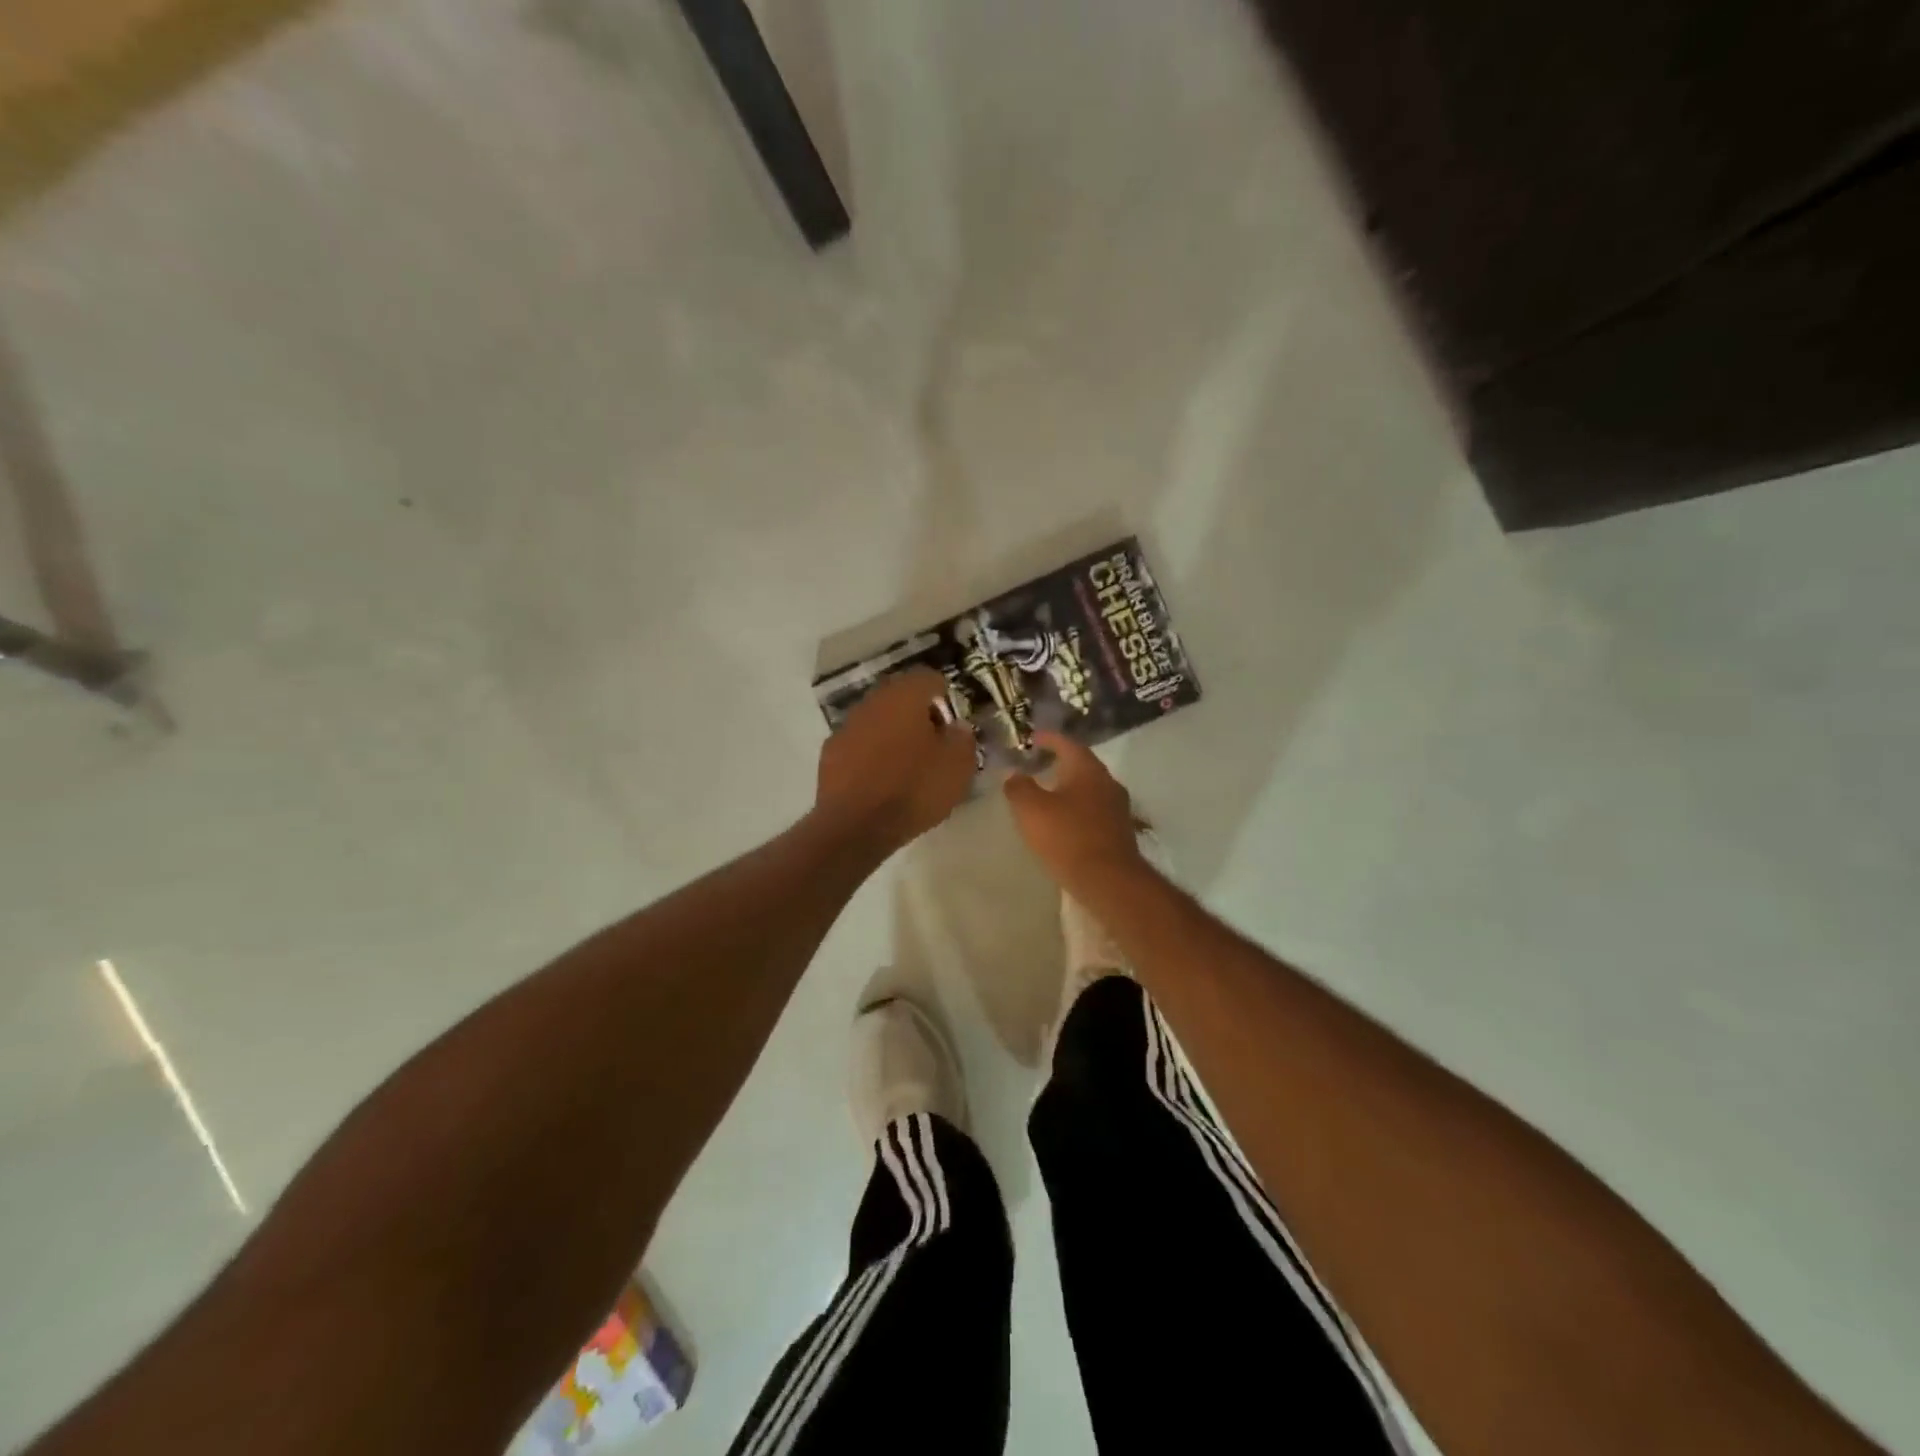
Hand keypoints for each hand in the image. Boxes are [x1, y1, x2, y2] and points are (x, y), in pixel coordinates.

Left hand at [816, 668, 977, 851]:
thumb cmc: (914, 789)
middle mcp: (873, 701)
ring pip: (877, 719)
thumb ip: (962, 738)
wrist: (856, 826)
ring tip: (908, 763)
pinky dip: (872, 753)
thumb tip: (956, 727)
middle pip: (900, 696)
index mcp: (905, 696)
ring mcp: (847, 725)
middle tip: (933, 742)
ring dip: (893, 733)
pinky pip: (859, 743)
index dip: (945, 697)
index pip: (929, 678)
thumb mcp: (957, 767)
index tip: (952, 724)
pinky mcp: (830, 753)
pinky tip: (882, 779)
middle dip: (918, 713)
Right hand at [1004, 731, 1146, 898]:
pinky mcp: (1119, 832)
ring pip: (1090, 789)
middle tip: (1039, 765)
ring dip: (1070, 789)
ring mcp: (1117, 808)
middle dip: (1060, 764)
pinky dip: (1077, 810)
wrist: (1109, 880)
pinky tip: (1064, 822)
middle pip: (1082, 766)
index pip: (1068, 744)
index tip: (1033, 738)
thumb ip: (1019, 787)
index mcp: (1087, 769)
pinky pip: (1094, 811)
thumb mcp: (1031, 809)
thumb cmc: (1067, 837)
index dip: (1049, 739)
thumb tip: (1013, 774)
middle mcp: (1107, 783)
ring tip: (1048, 794)